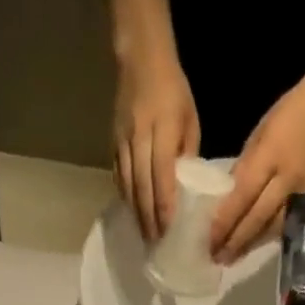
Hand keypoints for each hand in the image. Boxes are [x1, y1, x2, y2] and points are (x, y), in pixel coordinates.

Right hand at [112, 52, 199, 241]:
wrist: (140, 59)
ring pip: (128, 185)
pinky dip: (126, 197)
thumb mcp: (190, 120)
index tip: (168, 232)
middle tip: (156, 245)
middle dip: (149, 219)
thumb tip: (188, 190)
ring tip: (145, 236)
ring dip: (136, 214)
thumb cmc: (174, 91)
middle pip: (142, 187)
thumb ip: (187, 154)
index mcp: (161, 130)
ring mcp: (122, 141)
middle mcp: (139, 138)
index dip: (164, 207)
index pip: (161, 176)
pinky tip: (133, 212)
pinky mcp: (113, 142)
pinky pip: (119, 176)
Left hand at [211, 83, 304, 262]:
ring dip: (250, 246)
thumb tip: (227, 198)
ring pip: (272, 228)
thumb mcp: (259, 134)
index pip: (243, 196)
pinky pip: (286, 224)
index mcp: (270, 156)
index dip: (225, 221)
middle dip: (235, 241)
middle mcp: (286, 179)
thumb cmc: (288, 114)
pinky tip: (253, 246)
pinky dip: (267, 237)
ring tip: (231, 259)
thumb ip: (244, 167)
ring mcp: (302, 193)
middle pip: (257, 218)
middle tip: (216, 258)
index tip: (209, 240)